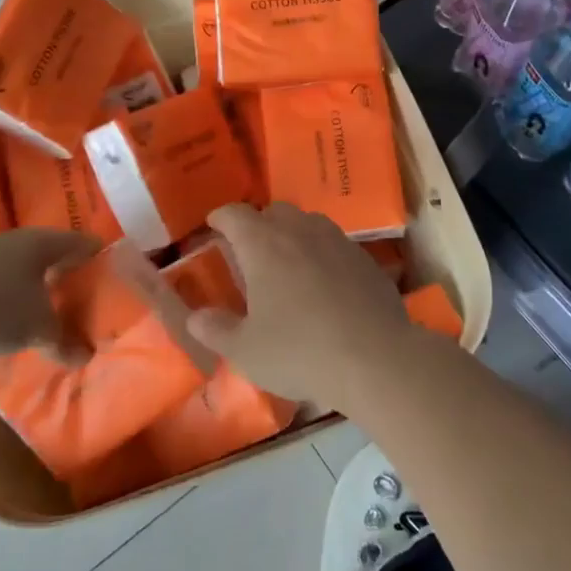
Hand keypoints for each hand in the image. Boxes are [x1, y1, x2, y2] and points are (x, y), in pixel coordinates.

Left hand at [0, 228, 100, 363]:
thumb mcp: (36, 330)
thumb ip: (63, 341)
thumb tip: (86, 356)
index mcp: (39, 242)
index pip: (80, 242)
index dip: (99, 254)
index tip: (114, 267)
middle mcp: (14, 242)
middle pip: (51, 253)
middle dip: (67, 271)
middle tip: (87, 291)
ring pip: (22, 268)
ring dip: (37, 286)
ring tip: (52, 308)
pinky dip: (12, 297)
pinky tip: (14, 320)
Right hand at [187, 203, 410, 407]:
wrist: (374, 358)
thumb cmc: (299, 352)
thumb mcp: (246, 350)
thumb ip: (217, 329)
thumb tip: (195, 316)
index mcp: (264, 244)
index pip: (235, 214)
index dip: (221, 217)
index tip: (213, 226)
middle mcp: (300, 230)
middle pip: (275, 211)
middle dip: (259, 224)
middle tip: (250, 250)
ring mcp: (337, 241)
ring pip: (309, 223)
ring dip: (293, 234)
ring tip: (288, 262)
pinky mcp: (366, 259)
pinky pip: (336, 245)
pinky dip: (322, 254)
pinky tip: (324, 283)